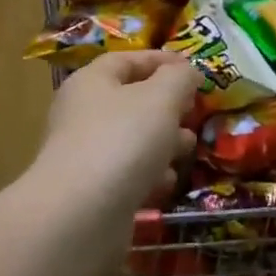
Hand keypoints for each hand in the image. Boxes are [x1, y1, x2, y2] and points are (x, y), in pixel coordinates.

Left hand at [32, 51, 198, 213]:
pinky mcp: (93, 191)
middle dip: (168, 107)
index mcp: (92, 82)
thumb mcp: (161, 98)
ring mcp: (86, 154)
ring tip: (188, 149)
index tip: (194, 71)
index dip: (162, 61)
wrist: (81, 214)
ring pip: (132, 139)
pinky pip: (127, 174)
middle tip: (194, 114)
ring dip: (163, 143)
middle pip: (131, 101)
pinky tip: (165, 183)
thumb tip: (187, 72)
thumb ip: (179, 79)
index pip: (127, 60)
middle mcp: (83, 114)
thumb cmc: (123, 140)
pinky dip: (149, 175)